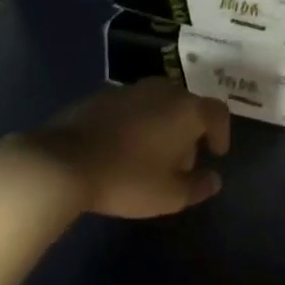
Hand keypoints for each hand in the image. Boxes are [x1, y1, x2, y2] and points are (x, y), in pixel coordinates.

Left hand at [8, 79, 230, 219]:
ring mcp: (128, 89)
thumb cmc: (127, 178)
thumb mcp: (169, 195)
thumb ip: (198, 186)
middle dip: (190, 131)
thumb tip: (214, 179)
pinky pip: (131, 107)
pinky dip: (136, 123)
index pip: (217, 112)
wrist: (63, 162)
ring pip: (158, 104)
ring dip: (162, 125)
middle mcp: (161, 90)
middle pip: (187, 105)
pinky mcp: (100, 96)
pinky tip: (122, 148)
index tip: (216, 154)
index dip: (222, 132)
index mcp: (185, 109)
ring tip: (152, 156)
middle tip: (182, 161)